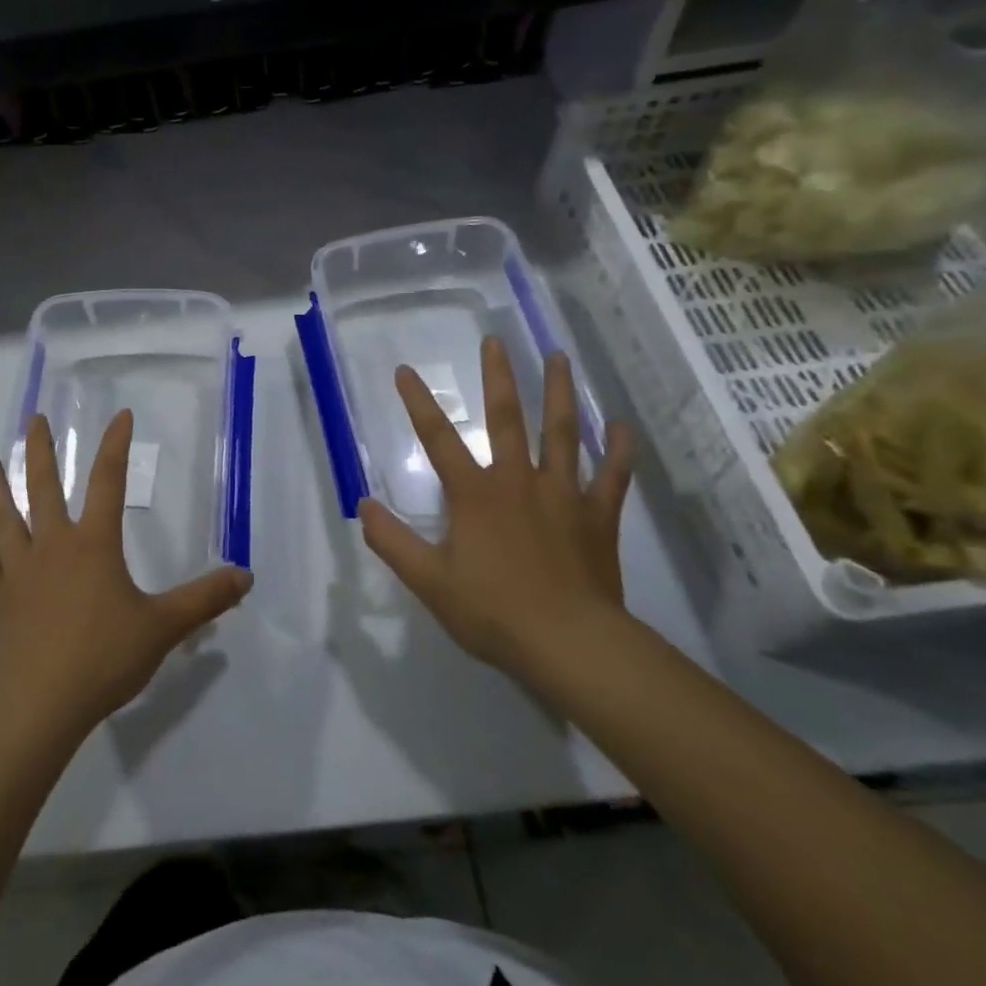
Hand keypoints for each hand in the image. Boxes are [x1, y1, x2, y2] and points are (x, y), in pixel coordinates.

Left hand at [0, 411, 251, 744]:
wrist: (37, 705)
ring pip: (3, 515)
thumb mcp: (163, 628)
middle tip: (34, 418)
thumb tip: (246, 576)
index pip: (108, 482)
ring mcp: (17, 570)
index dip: (115, 446)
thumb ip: (204, 600)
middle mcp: (52, 545)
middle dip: (40, 449)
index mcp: (93, 544)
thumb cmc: (102, 659)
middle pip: (42, 486)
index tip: (120, 416)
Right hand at [358, 339, 633, 684]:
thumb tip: (363, 505)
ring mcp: (562, 495)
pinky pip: (612, 476)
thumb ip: (393, 542)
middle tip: (496, 341)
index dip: (418, 402)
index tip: (404, 369)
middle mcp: (517, 481)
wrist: (569, 644)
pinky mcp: (597, 517)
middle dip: (499, 378)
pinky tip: (622, 425)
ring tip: (559, 357)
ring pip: (562, 433)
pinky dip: (619, 450)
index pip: (438, 439)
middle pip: (507, 419)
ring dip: (559, 393)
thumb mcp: (429, 581)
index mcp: (475, 494)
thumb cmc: (493, 611)